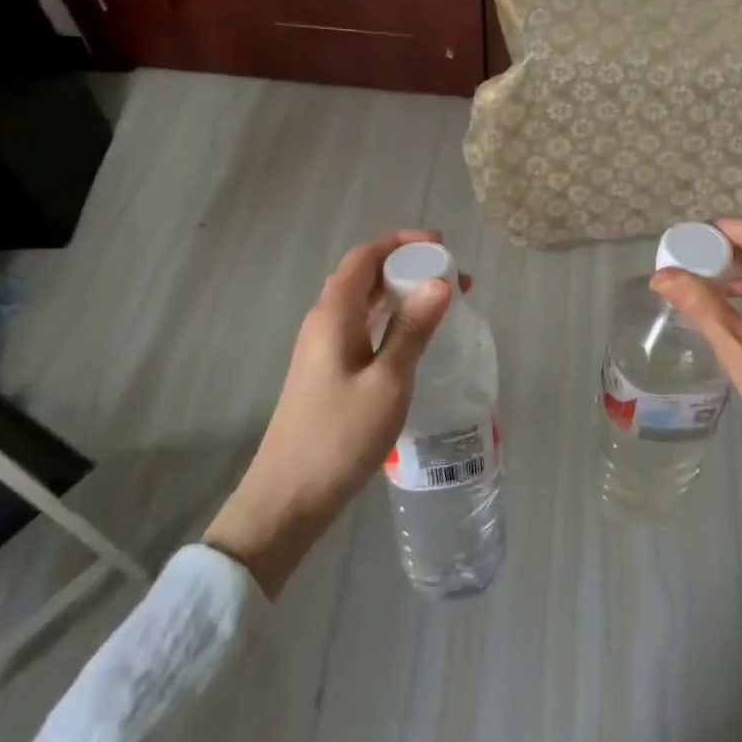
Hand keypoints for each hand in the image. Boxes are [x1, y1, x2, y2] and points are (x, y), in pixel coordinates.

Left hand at [205, 230, 454, 596]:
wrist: (287, 498)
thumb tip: (440, 283)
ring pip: (364, 303)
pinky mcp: (326, 372)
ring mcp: (322, 349)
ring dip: (401, 295)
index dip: (402, 243)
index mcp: (334, 315)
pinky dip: (391, 320)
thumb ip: (412, 330)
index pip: (365, 257)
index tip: (442, 246)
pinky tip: (413, 340)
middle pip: (365, 275)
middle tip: (454, 280)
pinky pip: (362, 328)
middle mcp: (324, 322)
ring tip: (443, 304)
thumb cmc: (339, 437)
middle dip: (409, 267)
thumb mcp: (388, 382)